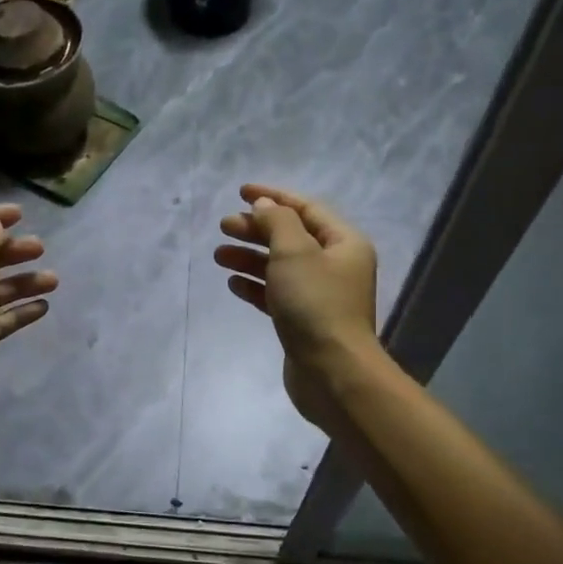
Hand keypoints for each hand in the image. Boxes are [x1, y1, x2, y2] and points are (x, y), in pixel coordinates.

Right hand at [215, 184, 379, 430]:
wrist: (332, 372)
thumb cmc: (315, 304)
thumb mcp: (294, 252)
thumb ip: (277, 222)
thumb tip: (264, 206)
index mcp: (343, 243)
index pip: (306, 208)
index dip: (273, 197)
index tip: (240, 192)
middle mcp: (335, 265)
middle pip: (290, 236)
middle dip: (256, 228)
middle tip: (223, 226)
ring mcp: (320, 295)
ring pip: (280, 266)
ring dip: (250, 257)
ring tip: (219, 255)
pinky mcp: (304, 321)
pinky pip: (277, 294)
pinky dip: (256, 285)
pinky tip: (233, 283)